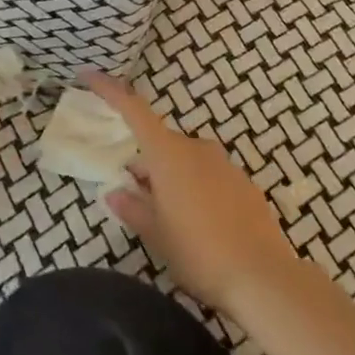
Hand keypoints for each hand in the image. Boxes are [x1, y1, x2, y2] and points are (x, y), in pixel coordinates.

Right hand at [85, 72, 296, 316]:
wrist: (265, 279)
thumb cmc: (199, 253)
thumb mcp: (156, 234)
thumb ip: (133, 208)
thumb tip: (116, 192)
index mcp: (168, 154)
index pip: (133, 110)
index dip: (109, 90)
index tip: (89, 75)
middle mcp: (196, 149)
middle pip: (160, 141)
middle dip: (144, 161)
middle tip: (133, 192)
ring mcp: (225, 165)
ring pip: (185, 159)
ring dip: (170, 176)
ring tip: (167, 215)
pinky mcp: (245, 185)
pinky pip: (209, 175)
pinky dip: (195, 187)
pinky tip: (198, 222)